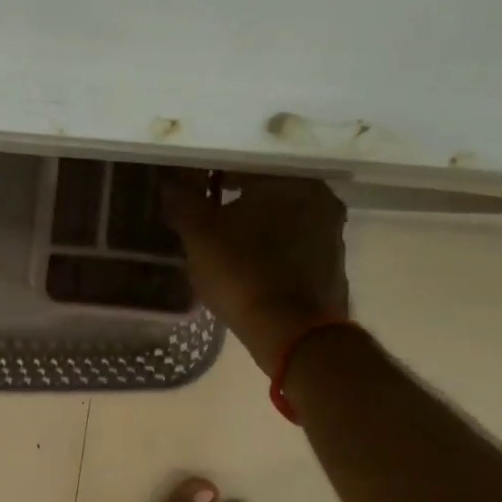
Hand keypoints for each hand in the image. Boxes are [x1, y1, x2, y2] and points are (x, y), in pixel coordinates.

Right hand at [161, 173, 350, 368]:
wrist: (290, 332)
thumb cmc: (241, 272)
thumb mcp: (199, 236)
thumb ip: (183, 204)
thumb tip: (169, 184)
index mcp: (291, 181)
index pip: (242, 169)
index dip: (210, 182)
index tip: (191, 197)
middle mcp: (321, 200)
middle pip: (266, 197)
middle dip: (236, 207)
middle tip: (206, 224)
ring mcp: (333, 236)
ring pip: (282, 224)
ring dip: (256, 232)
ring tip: (224, 251)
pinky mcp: (332, 269)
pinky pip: (293, 252)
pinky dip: (271, 256)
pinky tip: (249, 272)